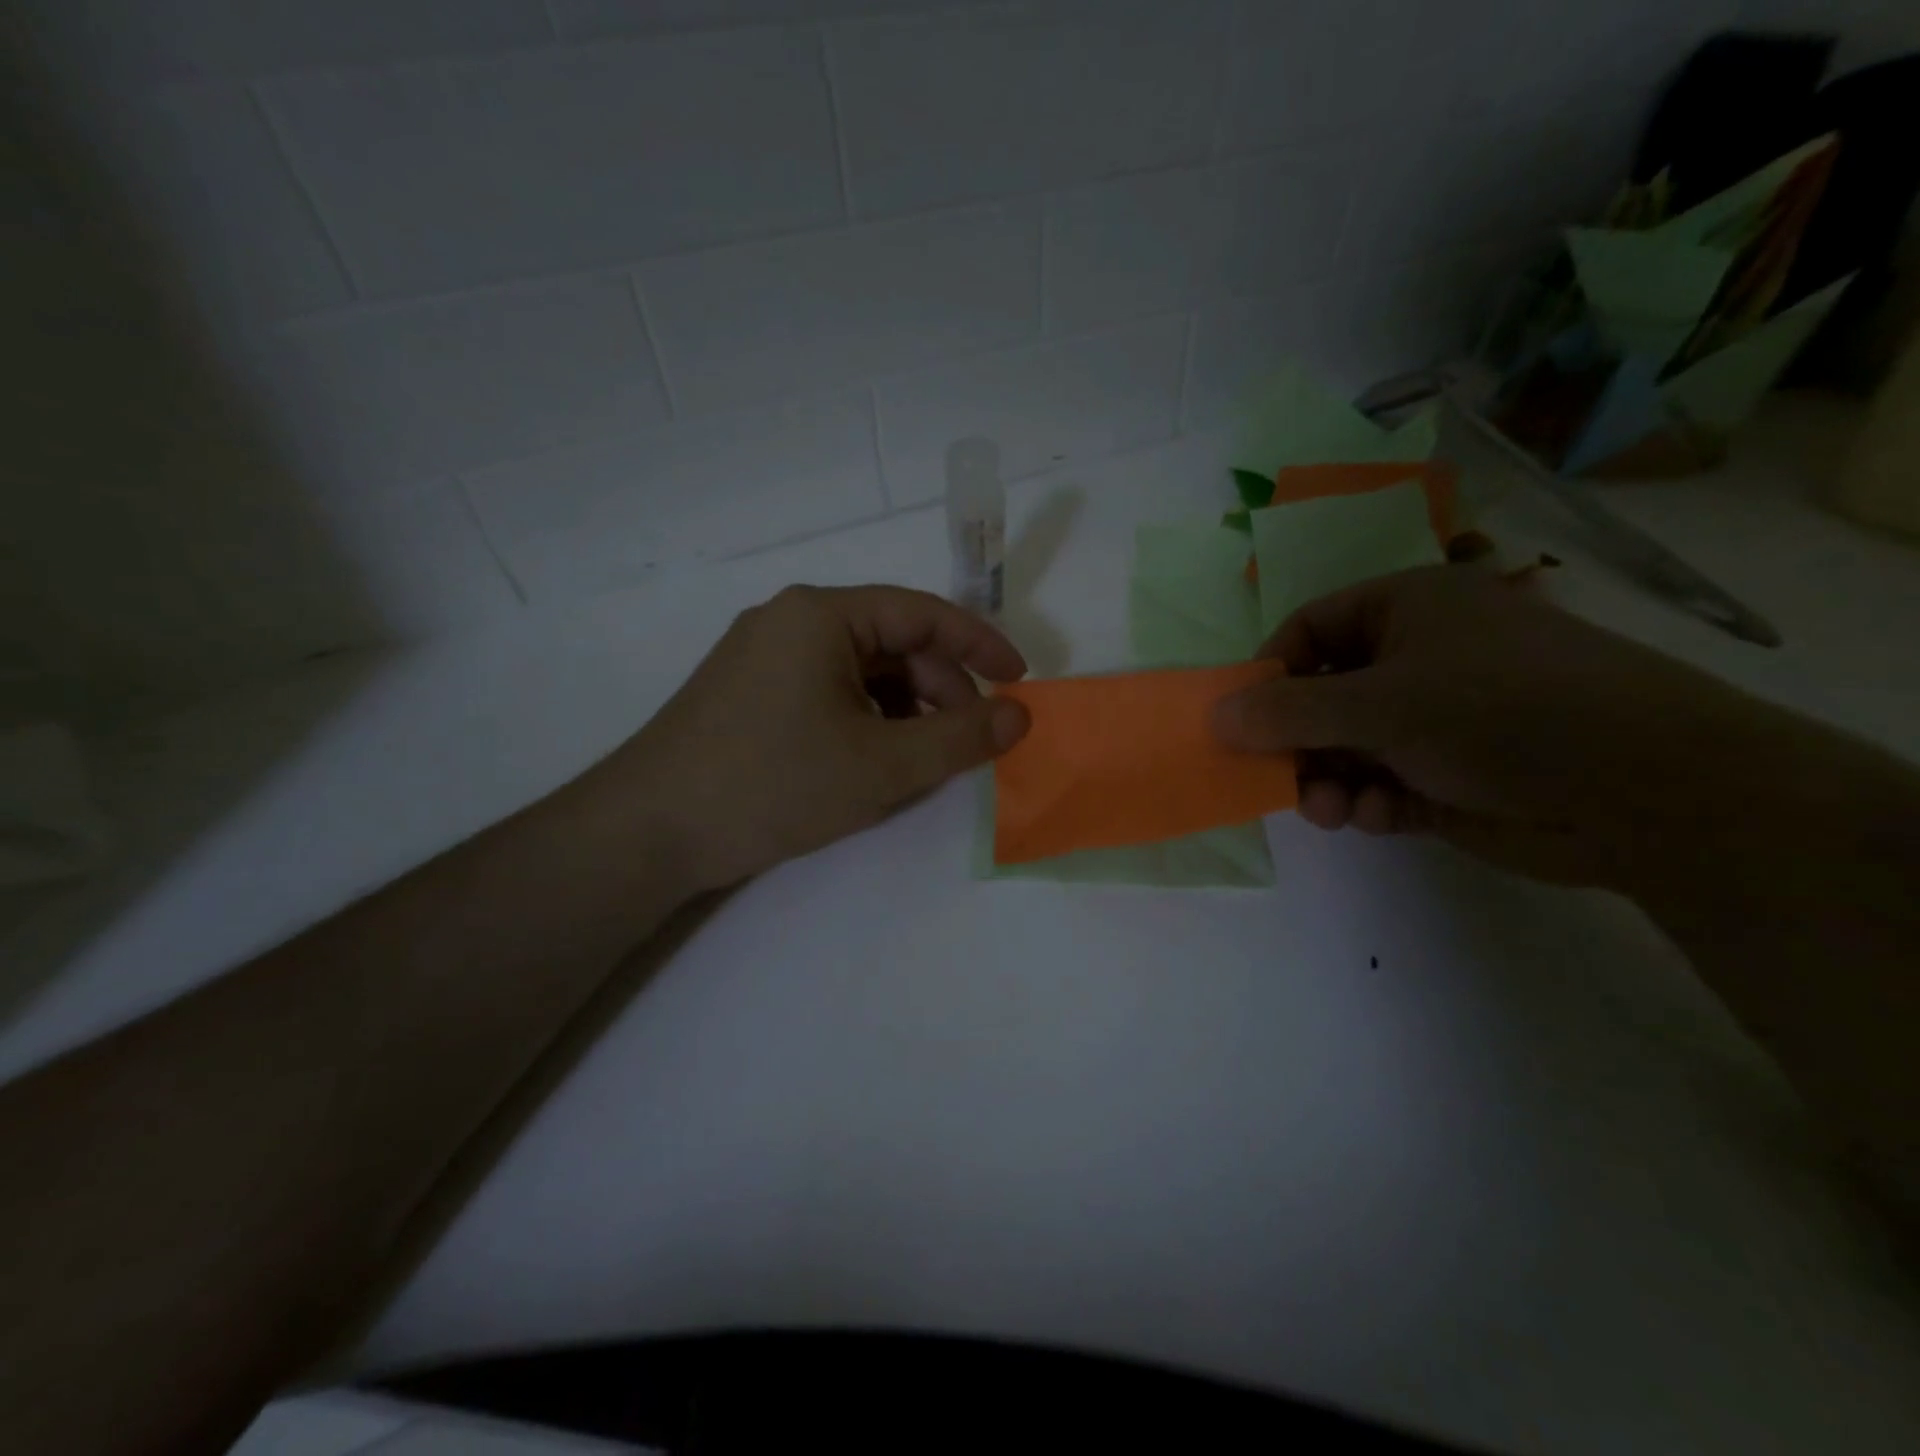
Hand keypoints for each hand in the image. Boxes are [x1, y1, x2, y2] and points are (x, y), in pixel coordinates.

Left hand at [578, 585, 1029, 891]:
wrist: (649, 831)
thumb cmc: (773, 784)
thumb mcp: (882, 766)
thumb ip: (960, 738)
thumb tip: (1021, 715)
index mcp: (822, 615)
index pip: (923, 612)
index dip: (980, 645)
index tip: (1019, 682)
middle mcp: (791, 621)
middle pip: (891, 643)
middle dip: (938, 690)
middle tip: (965, 745)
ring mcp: (764, 656)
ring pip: (860, 673)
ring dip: (902, 712)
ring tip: (917, 763)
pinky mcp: (749, 692)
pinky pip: (827, 692)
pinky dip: (863, 722)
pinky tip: (868, 765)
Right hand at [1210, 565, 1831, 887]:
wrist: (1644, 791)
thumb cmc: (1498, 711)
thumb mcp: (1379, 703)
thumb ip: (1288, 713)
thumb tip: (1214, 716)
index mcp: (1405, 610)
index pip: (1309, 629)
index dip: (1270, 671)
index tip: (1243, 718)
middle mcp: (1416, 659)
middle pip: (1321, 694)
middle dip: (1296, 740)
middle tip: (1275, 776)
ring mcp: (1433, 720)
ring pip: (1345, 747)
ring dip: (1326, 778)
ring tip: (1327, 808)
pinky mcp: (1446, 776)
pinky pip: (1378, 783)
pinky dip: (1366, 801)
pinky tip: (1374, 815)